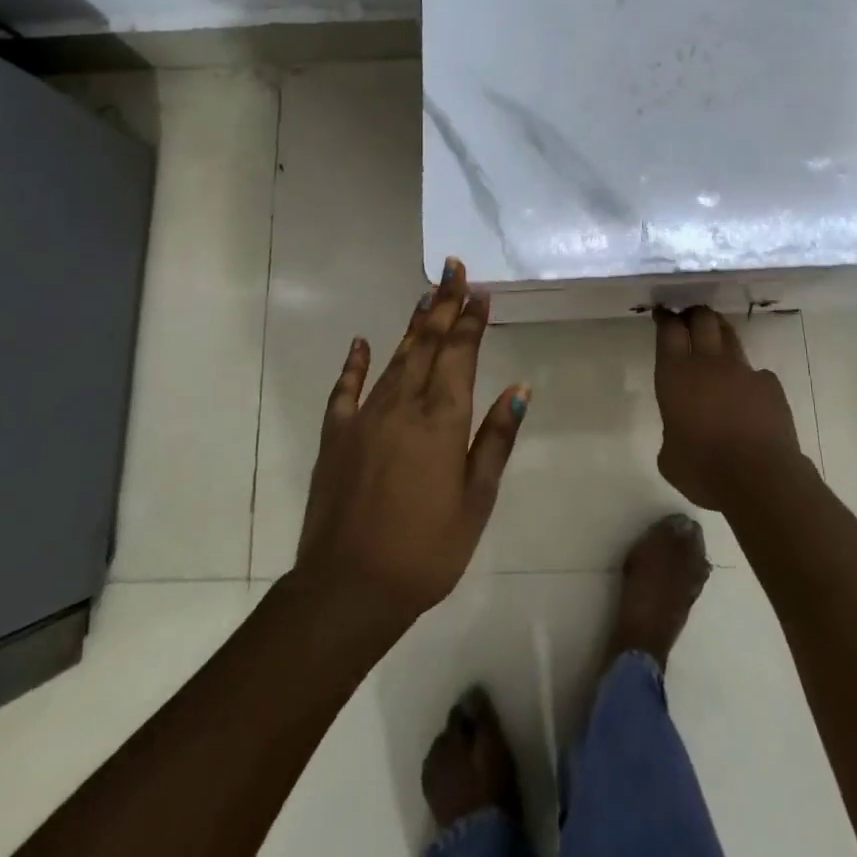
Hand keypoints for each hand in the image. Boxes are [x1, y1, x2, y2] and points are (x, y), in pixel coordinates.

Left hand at [293, 258, 527, 628]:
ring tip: (426, 295)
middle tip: (453, 269)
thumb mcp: (475, 501)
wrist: (349, 587)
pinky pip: (346, 388)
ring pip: (394, 358)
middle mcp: (403, 405)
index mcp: (442, 419)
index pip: (460, 355)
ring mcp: (365, 416)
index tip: (479, 290)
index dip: (471, 320)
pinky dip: (355, 363)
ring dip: (413, 325)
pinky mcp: (336, 434)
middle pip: (428, 344)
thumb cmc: (426, 550)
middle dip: (444, 305)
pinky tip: (361, 342)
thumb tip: (520, 388)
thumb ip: (496, 439)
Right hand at [654, 307, 803, 511]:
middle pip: (702, 319)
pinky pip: (756, 373)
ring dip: (720, 333)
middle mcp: (708, 363)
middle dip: (694, 314)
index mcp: (676, 375)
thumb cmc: (703, 470)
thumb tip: (681, 431)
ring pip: (730, 336)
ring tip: (716, 339)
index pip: (669, 330)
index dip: (665, 318)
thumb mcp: (669, 456)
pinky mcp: (770, 385)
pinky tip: (748, 397)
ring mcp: (743, 371)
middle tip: (689, 318)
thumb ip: (672, 431)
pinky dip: (748, 379)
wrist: (760, 480)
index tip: (662, 314)